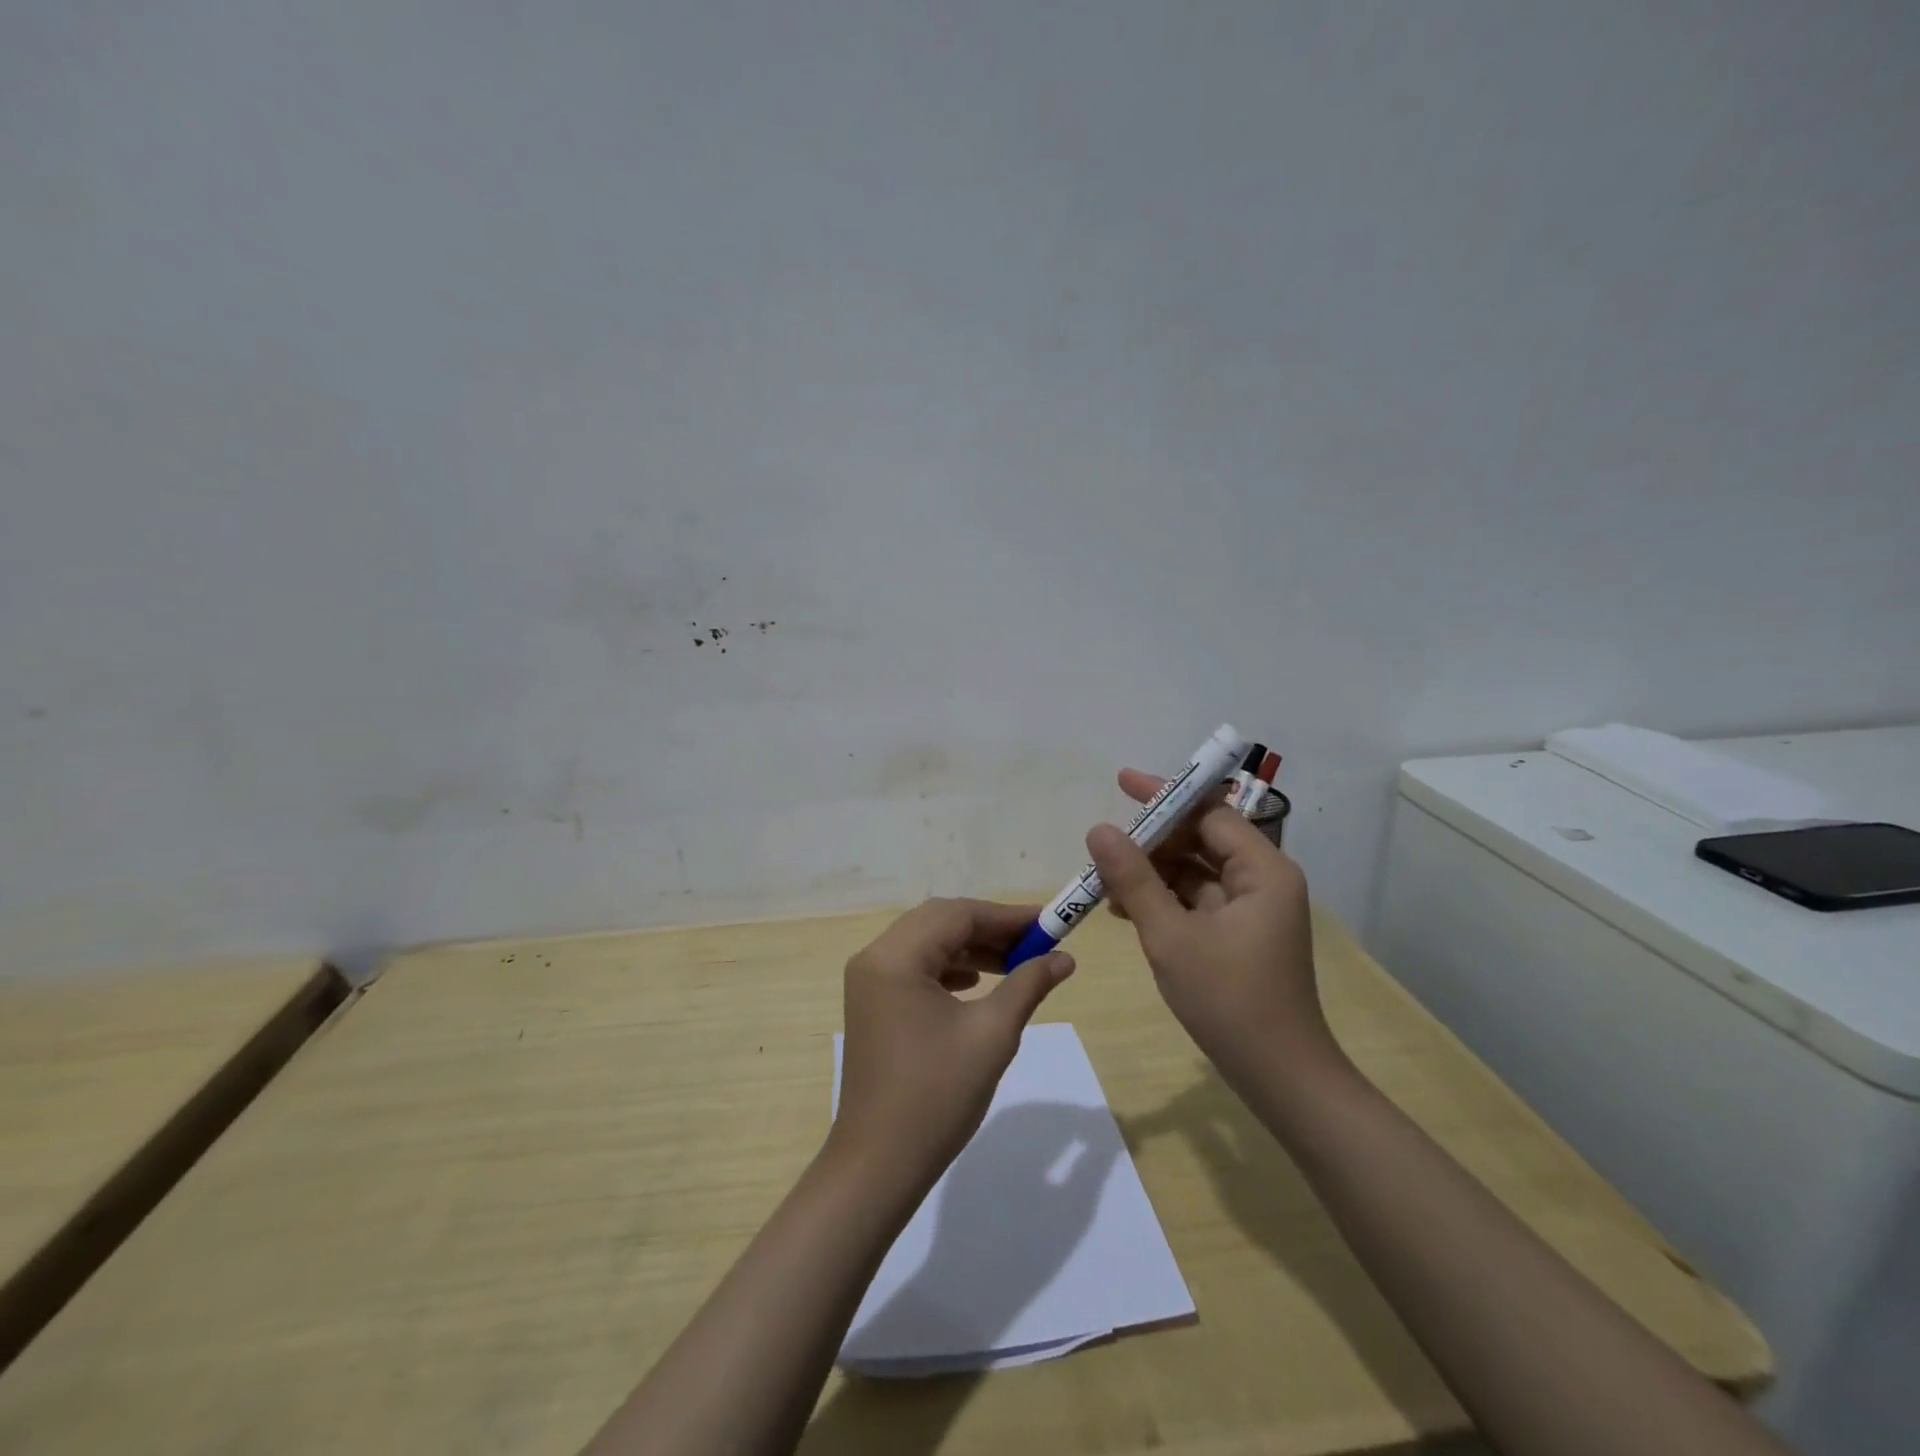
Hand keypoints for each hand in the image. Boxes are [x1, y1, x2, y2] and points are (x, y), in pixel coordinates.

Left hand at [829, 898, 1073, 1196]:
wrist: (879, 1164)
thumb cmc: (937, 1096)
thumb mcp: (992, 1035)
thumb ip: (1028, 984)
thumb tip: (1064, 958)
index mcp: (895, 958)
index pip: (957, 915)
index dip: (1006, 916)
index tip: (1048, 924)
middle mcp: (874, 958)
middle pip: (938, 922)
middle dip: (988, 929)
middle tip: (1034, 942)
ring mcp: (869, 982)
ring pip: (926, 943)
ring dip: (969, 947)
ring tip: (1014, 963)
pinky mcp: (872, 1004)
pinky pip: (914, 967)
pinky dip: (948, 967)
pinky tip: (975, 982)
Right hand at [1087, 769, 1334, 1079]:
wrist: (1280, 1077)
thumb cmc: (1229, 1000)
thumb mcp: (1171, 935)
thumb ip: (1133, 879)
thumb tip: (1099, 829)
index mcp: (1262, 870)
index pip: (1209, 813)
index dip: (1164, 796)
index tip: (1121, 782)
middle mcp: (1263, 880)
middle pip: (1202, 839)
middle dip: (1152, 840)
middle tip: (1104, 843)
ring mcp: (1253, 909)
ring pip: (1195, 871)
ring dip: (1152, 873)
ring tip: (1105, 881)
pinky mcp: (1241, 934)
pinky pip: (1197, 900)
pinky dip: (1164, 899)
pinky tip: (1125, 910)